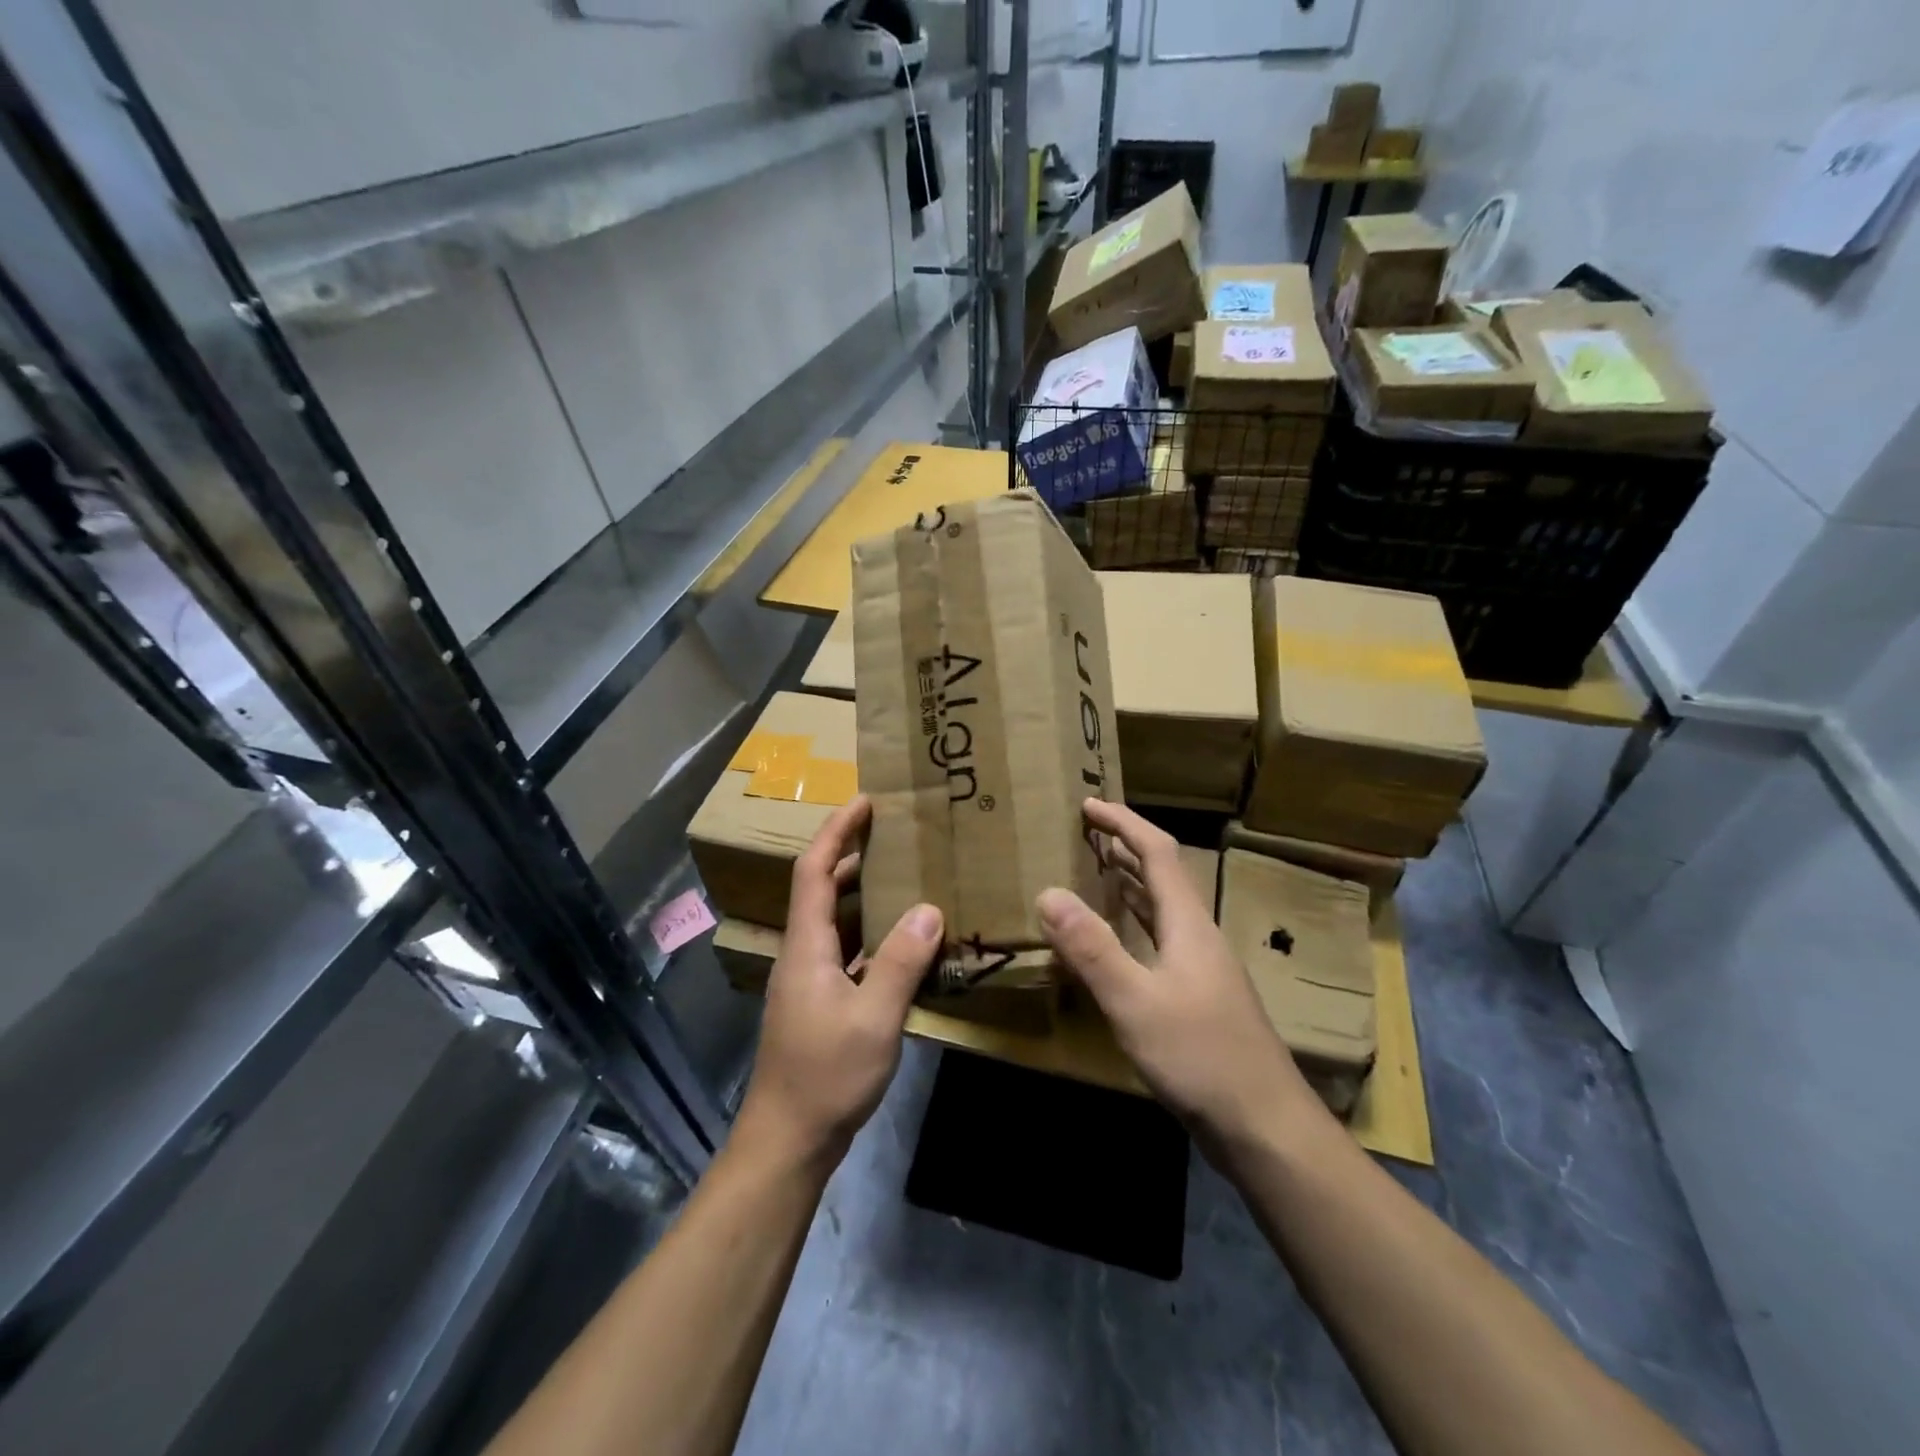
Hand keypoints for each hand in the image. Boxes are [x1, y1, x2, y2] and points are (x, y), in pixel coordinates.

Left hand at [735, 795, 942, 1169]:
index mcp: (807, 946)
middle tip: (895, 836)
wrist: (788, 1140)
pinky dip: (873, 935)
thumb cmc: (826, 1075)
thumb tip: (930, 909)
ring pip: (836, 922)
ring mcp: (811, 981)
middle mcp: (804, 954)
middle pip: (821, 889)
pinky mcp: (822, 1004)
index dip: (836, 831)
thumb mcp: (874, 1018)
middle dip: (852, 855)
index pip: (813, 870)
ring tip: (906, 878)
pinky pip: (848, 952)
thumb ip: (901, 962)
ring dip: (864, 895)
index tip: (865, 802)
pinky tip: (905, 943)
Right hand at [1038, 799, 1319, 1154]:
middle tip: (1085, 834)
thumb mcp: (1135, 1002)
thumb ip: (1091, 949)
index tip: (1088, 804)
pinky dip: (1134, 926)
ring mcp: (1202, 970)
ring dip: (1130, 885)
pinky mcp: (1198, 1000)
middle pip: (1163, 877)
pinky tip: (1117, 944)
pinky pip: (1160, 942)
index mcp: (1188, 924)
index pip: (1158, 852)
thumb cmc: (1200, 1057)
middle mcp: (1198, 937)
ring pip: (1163, 911)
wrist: (1265, 1126)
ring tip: (1094, 873)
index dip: (1124, 823)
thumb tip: (1048, 893)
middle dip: (1125, 848)